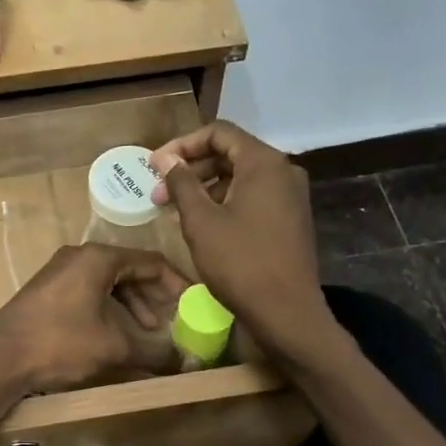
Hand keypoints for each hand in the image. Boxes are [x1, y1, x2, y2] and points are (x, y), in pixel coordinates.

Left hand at [0, 243, 184, 392]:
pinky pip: (89, 292)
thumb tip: (188, 362)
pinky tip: (116, 335)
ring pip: (109, 283)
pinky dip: (109, 310)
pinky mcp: (47, 291)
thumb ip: (156, 352)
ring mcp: (60, 272)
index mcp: (99, 258)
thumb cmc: (61, 343)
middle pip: (130, 271)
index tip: (194, 306)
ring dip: (132, 307)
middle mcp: (80, 256)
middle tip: (172, 323)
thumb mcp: (115, 348)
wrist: (0, 357)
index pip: (152, 262)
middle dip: (154, 299)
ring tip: (147, 334)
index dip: (178, 285)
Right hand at [149, 122, 329, 359]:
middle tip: (158, 193)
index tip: (154, 166)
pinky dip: (224, 202)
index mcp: (264, 163)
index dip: (182, 144)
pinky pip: (253, 197)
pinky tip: (202, 224)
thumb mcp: (201, 221)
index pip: (219, 133)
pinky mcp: (290, 219)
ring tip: (175, 210)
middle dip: (191, 169)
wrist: (286, 312)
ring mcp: (290, 196)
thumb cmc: (240, 262)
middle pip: (230, 153)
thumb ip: (182, 183)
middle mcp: (283, 171)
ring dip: (205, 187)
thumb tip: (166, 159)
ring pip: (240, 177)